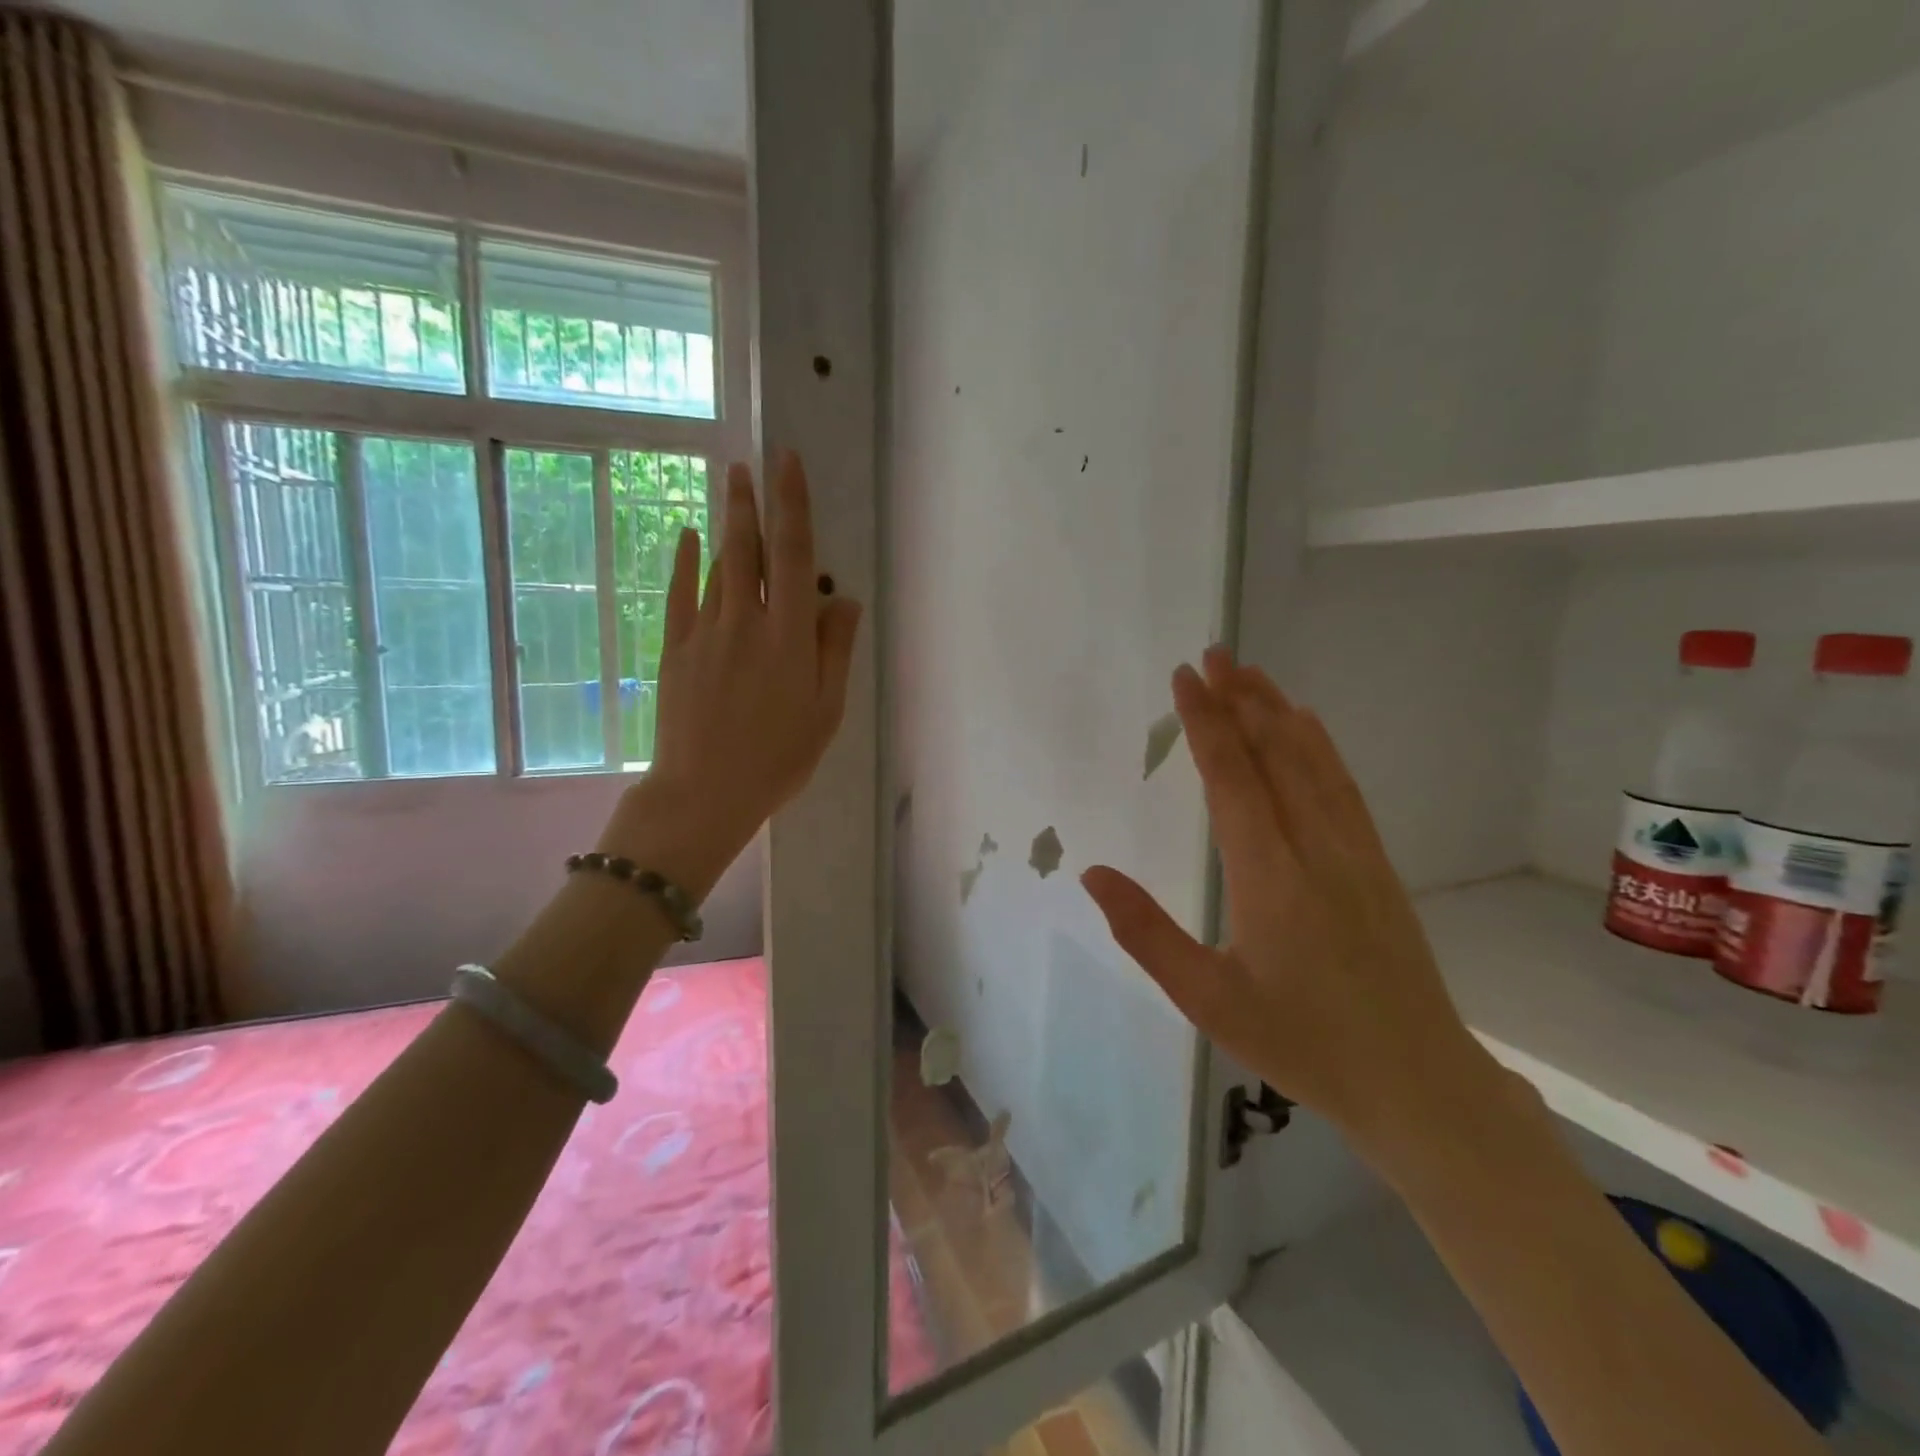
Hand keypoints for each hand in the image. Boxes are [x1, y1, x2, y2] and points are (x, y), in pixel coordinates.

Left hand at [602, 451, 861, 892]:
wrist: (704, 793)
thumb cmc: (778, 759)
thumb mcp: (826, 712)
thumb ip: (835, 651)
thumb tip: (841, 599)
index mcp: (789, 638)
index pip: (793, 556)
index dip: (792, 506)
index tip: (787, 464)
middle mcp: (746, 622)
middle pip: (747, 549)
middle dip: (750, 502)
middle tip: (748, 464)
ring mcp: (705, 633)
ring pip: (717, 568)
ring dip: (726, 526)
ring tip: (731, 492)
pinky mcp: (675, 650)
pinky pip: (680, 593)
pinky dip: (683, 561)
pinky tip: (685, 536)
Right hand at [1081, 646, 1496, 1157]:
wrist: (1418, 1082)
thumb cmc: (1302, 1043)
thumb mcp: (1207, 1000)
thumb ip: (1146, 933)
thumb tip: (1093, 873)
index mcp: (1269, 876)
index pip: (1232, 778)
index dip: (1206, 723)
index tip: (1185, 679)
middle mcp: (1315, 848)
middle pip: (1276, 754)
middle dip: (1241, 699)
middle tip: (1213, 654)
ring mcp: (1355, 852)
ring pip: (1314, 762)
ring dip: (1278, 711)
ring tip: (1250, 674)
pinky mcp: (1377, 864)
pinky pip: (1342, 786)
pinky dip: (1319, 745)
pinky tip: (1308, 727)